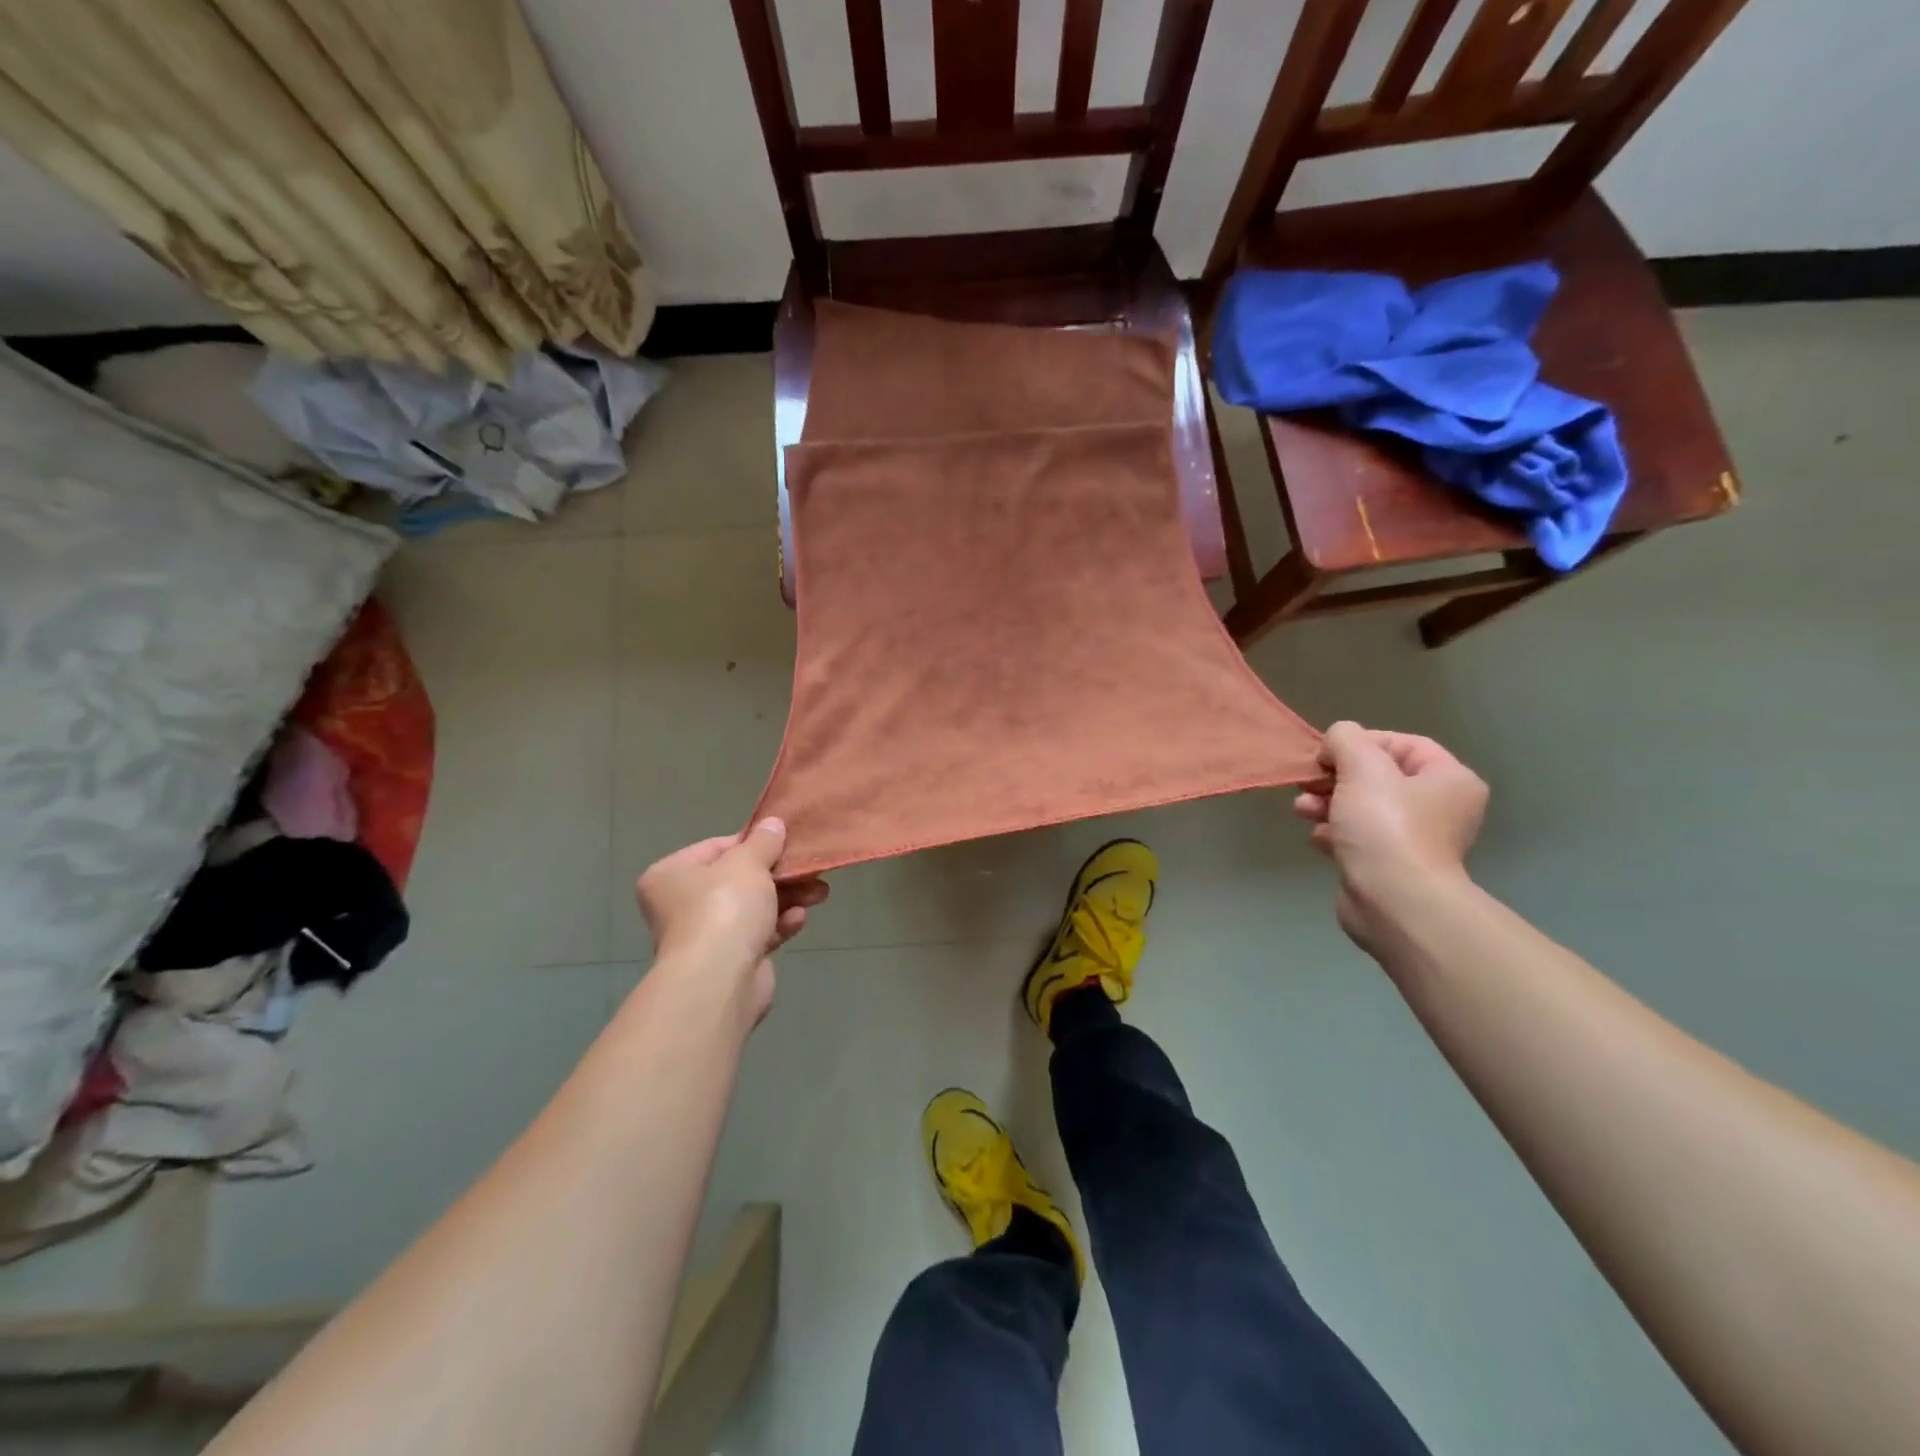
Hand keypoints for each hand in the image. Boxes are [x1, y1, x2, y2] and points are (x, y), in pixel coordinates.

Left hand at [635, 819, 828, 1017]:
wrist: (720, 981)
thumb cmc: (724, 908)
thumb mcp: (747, 863)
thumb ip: (763, 842)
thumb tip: (773, 824)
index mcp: (671, 875)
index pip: (717, 848)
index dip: (754, 843)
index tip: (785, 842)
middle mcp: (682, 904)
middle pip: (739, 879)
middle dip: (779, 874)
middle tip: (810, 868)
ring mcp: (706, 935)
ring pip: (754, 907)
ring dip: (787, 898)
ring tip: (820, 892)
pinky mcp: (730, 961)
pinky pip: (759, 933)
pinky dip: (779, 925)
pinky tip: (799, 920)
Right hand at [1294, 722, 1487, 947]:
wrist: (1393, 901)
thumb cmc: (1385, 826)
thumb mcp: (1362, 766)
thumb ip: (1346, 739)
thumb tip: (1336, 742)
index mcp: (1448, 780)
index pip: (1403, 744)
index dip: (1360, 743)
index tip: (1327, 755)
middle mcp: (1439, 808)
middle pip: (1377, 777)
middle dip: (1335, 777)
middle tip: (1307, 783)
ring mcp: (1414, 840)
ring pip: (1362, 807)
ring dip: (1327, 804)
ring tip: (1302, 811)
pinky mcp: (1389, 866)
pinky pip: (1357, 837)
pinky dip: (1334, 833)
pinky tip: (1317, 838)